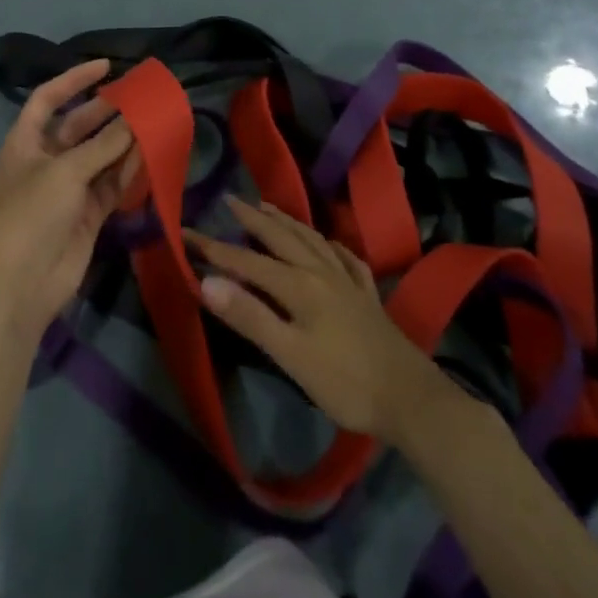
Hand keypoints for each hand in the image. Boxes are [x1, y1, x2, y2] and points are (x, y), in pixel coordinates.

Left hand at [0, 60, 139, 343]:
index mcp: (25, 142)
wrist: (21, 285)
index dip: (74, 79)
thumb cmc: (31, 214)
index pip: (48, 99)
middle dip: (107, 111)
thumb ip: (104, 145)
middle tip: (140, 97)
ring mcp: (68, 188)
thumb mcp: (66, 172)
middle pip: (79, 126)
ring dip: (123, 141)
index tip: (106, 66)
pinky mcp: (87, 213)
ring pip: (100, 155)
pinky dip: (129, 171)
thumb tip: (136, 120)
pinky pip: (111, 184)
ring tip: (155, 120)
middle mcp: (46, 160)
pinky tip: (152, 155)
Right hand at [184, 199, 445, 442]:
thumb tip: (207, 282)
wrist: (411, 398)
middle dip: (251, 218)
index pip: (246, 260)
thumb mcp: (290, 355)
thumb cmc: (345, 382)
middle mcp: (321, 271)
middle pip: (280, 237)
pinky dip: (329, 244)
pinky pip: (344, 257)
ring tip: (268, 206)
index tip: (185, 233)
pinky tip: (328, 244)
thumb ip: (250, 317)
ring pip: (311, 239)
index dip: (214, 248)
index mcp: (298, 285)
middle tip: (229, 199)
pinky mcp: (367, 295)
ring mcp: (347, 280)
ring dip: (286, 221)